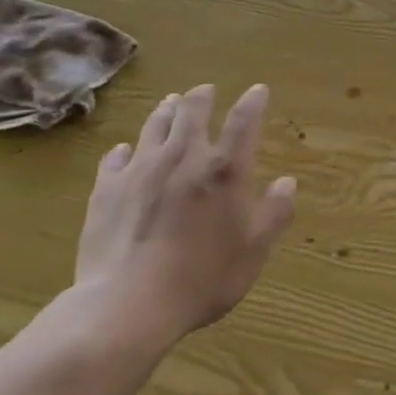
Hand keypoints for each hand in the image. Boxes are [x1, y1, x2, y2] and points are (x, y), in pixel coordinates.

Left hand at [71, 83, 294, 349]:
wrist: (128, 304)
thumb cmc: (202, 279)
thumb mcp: (253, 252)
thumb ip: (274, 213)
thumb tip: (288, 182)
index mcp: (224, 170)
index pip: (244, 122)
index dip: (253, 102)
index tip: (258, 90)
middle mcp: (183, 157)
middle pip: (192, 112)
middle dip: (201, 97)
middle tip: (204, 90)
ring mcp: (141, 169)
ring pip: (154, 126)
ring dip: (165, 111)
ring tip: (170, 103)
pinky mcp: (107, 188)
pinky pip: (115, 157)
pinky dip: (124, 150)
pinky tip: (124, 151)